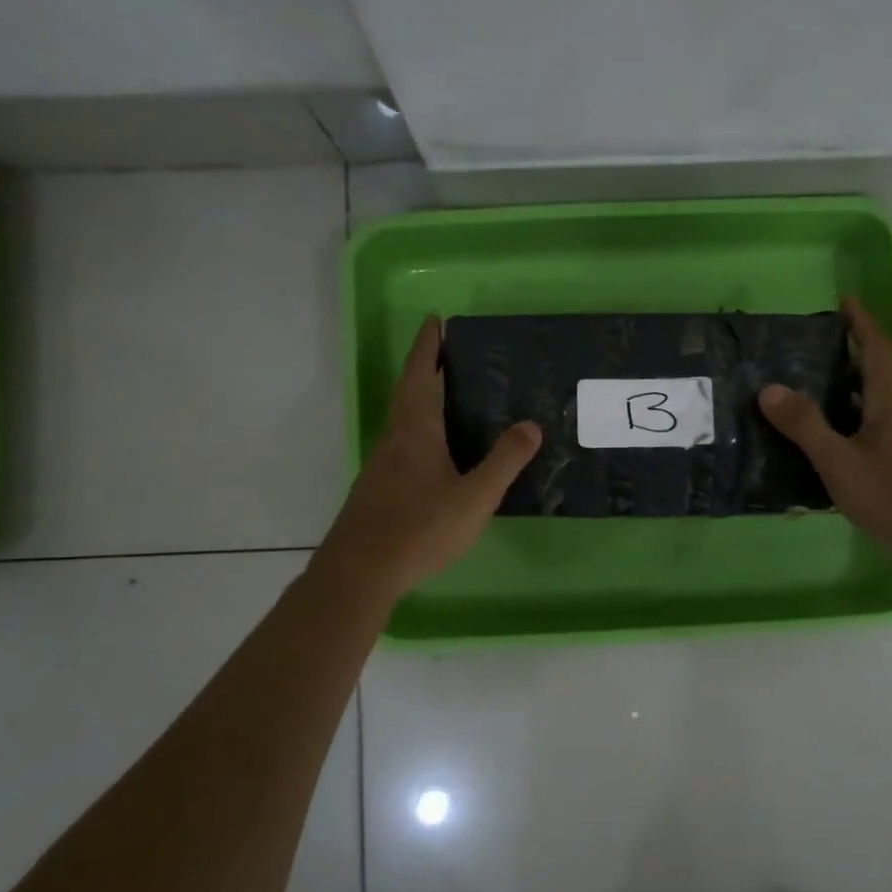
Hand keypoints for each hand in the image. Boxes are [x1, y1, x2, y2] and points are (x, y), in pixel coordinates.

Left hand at [316, 316, 541, 605]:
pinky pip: (402, 446)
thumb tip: (531, 424)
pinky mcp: (377, 489)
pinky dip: (419, 432)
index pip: (420, 375)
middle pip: (408, 393)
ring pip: (403, 421)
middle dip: (426, 368)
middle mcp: (394, 440)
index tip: (435, 320)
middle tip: (448, 353)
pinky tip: (435, 454)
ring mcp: (381, 466)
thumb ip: (504, 461)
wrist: (360, 571)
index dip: (428, 347)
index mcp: (416, 431)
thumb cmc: (420, 528)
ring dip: (421, 400)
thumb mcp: (474, 497)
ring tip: (449, 397)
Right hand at [758, 297, 891, 592]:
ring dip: (842, 395)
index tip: (843, 301)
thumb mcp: (840, 461)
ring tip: (802, 396)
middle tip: (804, 352)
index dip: (860, 322)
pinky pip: (868, 435)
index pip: (875, 349)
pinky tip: (821, 448)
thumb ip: (805, 426)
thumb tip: (769, 388)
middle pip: (872, 376)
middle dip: (844, 357)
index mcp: (889, 402)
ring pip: (869, 408)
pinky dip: (845, 429)